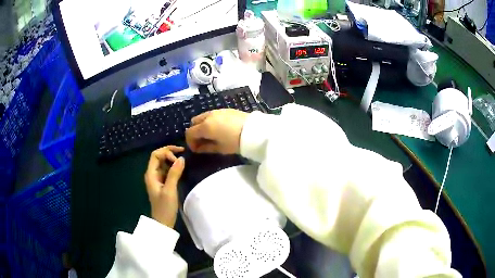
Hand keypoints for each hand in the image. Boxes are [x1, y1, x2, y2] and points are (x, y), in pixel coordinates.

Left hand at [144, 146, 184, 227]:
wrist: (163, 222)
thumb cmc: (165, 207)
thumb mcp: (170, 190)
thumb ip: (174, 173)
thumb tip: (181, 158)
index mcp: (151, 174)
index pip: (155, 155)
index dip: (166, 152)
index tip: (178, 157)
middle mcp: (153, 174)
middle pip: (159, 157)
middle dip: (169, 152)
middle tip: (183, 154)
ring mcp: (157, 179)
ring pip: (163, 163)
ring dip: (172, 159)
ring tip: (183, 160)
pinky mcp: (162, 183)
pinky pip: (167, 170)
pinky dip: (173, 167)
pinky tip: (181, 169)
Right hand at [185, 109, 248, 153]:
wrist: (254, 130)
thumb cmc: (235, 142)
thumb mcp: (220, 148)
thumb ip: (205, 148)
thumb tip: (197, 148)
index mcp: (205, 126)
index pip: (189, 133)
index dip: (190, 142)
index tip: (196, 149)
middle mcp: (208, 116)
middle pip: (193, 122)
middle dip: (195, 132)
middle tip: (202, 142)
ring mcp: (216, 111)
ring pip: (202, 117)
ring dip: (202, 126)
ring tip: (210, 135)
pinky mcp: (225, 109)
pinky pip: (212, 114)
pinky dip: (210, 121)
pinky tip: (219, 129)